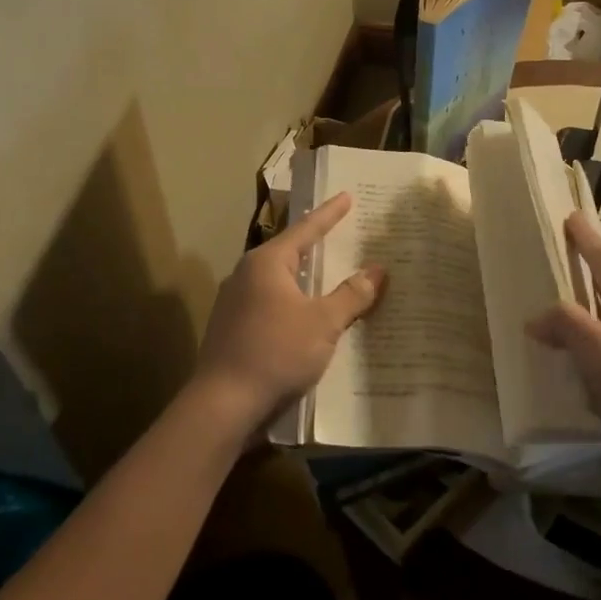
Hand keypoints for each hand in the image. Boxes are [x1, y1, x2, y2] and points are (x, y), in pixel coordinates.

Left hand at [190, 193, 386, 443]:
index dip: (329, 214)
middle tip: (344, 235)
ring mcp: (235, 302)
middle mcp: (246, 275)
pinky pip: (271, 304)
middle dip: (317, 246)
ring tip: (332, 275)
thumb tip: (378, 270)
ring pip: (280, 281)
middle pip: (290, 252)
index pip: (305, 229)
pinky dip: (294, 303)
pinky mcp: (233, 328)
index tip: (346, 196)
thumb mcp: (323, 323)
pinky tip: (309, 316)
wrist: (223, 403)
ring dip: (306, 279)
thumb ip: (352, 295)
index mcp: (267, 263)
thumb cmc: (276, 352)